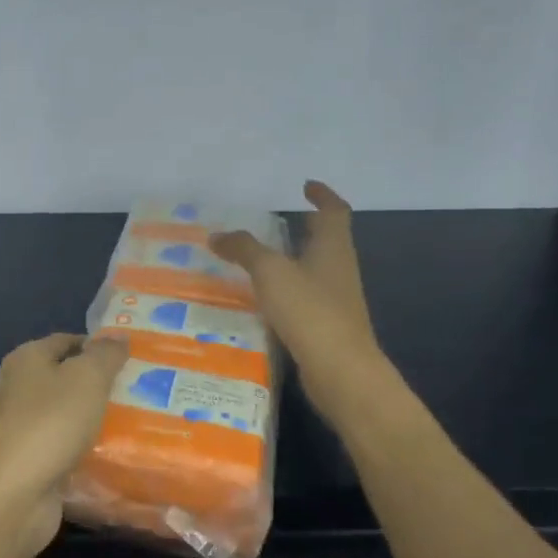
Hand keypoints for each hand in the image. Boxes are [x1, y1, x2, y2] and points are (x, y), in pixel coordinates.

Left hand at [0, 333, 128, 557]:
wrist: (13, 494)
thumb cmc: (50, 423)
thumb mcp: (87, 377)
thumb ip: (106, 354)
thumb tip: (118, 337)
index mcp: (27, 360)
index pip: (67, 341)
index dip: (98, 346)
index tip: (133, 358)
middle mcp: (20, 390)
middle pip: (68, 380)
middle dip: (102, 385)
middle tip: (143, 390)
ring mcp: (23, 429)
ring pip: (69, 417)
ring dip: (98, 421)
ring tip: (140, 423)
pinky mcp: (31, 463)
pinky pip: (67, 449)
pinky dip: (88, 452)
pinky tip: (117, 457)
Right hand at [209, 181, 388, 425]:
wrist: (340, 371)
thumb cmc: (309, 310)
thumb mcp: (270, 272)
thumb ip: (244, 250)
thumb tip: (216, 235)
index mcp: (333, 248)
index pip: (334, 211)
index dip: (322, 195)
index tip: (306, 186)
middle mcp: (339, 269)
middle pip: (326, 240)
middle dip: (305, 228)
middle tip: (277, 222)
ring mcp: (336, 300)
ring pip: (314, 270)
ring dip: (293, 261)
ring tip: (260, 260)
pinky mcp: (326, 327)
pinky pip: (305, 299)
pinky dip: (287, 292)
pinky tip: (262, 300)